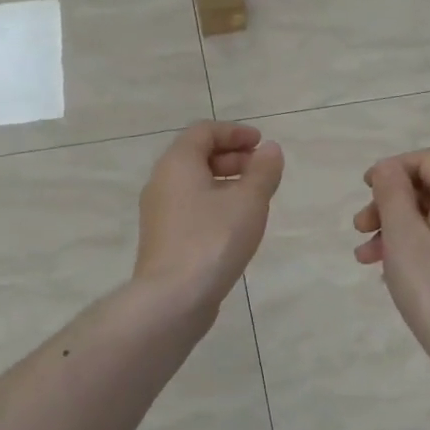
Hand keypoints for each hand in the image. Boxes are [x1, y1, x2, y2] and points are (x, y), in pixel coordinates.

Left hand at [134, 122, 283, 310]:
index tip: (261, 144)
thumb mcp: (248, 201)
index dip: (235, 132)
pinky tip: (235, 224)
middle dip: (232, 156)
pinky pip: (190, 206)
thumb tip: (270, 149)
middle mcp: (161, 181)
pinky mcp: (163, 237)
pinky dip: (214, 203)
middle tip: (261, 170)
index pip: (204, 131)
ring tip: (254, 198)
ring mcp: (158, 212)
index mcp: (177, 163)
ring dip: (225, 181)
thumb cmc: (213, 239)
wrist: (172, 298)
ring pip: (193, 183)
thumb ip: (263, 171)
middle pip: (196, 155)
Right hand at [353, 149, 429, 367]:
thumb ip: (392, 194)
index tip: (365, 189)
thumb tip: (387, 168)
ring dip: (394, 229)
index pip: (429, 160)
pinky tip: (388, 273)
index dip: (394, 167)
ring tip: (364, 257)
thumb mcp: (403, 237)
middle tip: (359, 228)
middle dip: (388, 203)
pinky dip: (412, 248)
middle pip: (429, 189)